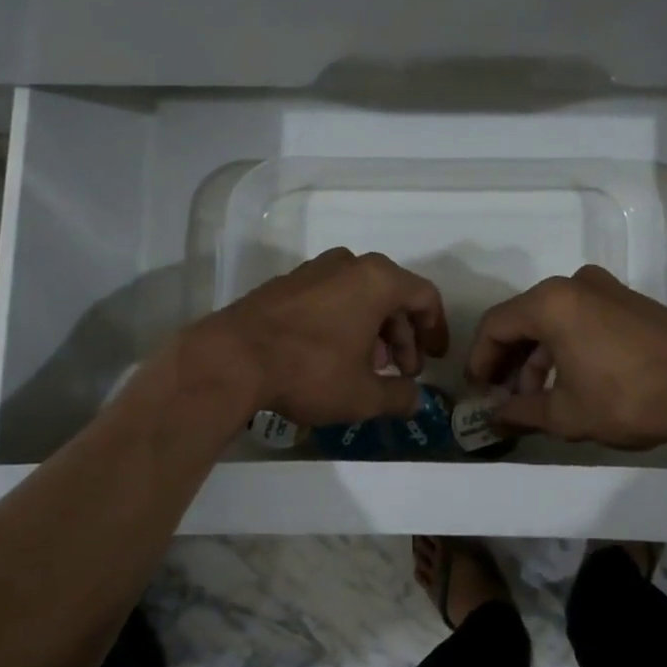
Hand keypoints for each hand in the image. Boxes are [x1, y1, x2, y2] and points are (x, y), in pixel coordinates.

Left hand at [198, 249, 449, 425]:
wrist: (231, 359)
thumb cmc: (310, 370)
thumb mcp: (363, 395)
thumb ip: (399, 397)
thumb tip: (416, 401)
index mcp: (377, 280)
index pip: (424, 296)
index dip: (435, 329)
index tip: (435, 358)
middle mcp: (349, 264)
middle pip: (392, 295)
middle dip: (402, 335)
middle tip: (401, 371)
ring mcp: (314, 270)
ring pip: (359, 296)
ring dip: (373, 330)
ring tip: (368, 368)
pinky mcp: (286, 283)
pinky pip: (330, 297)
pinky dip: (343, 322)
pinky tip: (333, 356)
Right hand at [465, 265, 666, 448]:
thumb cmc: (628, 397)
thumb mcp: (567, 414)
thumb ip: (522, 412)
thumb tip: (496, 417)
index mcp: (551, 302)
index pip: (496, 325)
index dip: (480, 359)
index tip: (478, 390)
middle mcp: (574, 284)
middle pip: (524, 318)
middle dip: (509, 359)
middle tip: (503, 395)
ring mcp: (606, 288)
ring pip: (553, 318)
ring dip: (538, 355)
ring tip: (537, 396)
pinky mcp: (629, 300)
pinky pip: (581, 317)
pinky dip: (565, 344)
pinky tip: (569, 379)